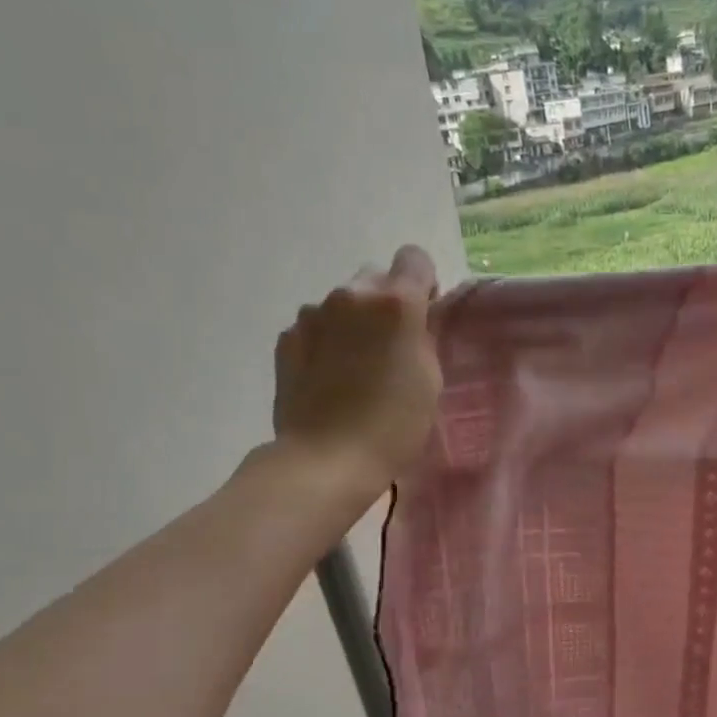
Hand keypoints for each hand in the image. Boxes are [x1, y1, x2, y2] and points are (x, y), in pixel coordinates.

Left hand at [272, 246, 442, 487]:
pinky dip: (325, 342)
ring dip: (352, 322)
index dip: (422, 283)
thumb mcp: (429, 379)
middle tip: (389, 348)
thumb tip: (408, 323)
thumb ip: (421, 337)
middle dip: (385, 303)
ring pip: (342, 303)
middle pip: (375, 277)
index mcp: (395, 302)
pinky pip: (315, 327)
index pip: (414, 258)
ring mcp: (312, 315)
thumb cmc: (394, 424)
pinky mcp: (286, 338)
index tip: (423, 316)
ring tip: (355, 368)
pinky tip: (329, 379)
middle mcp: (351, 295)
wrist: (327, 459)